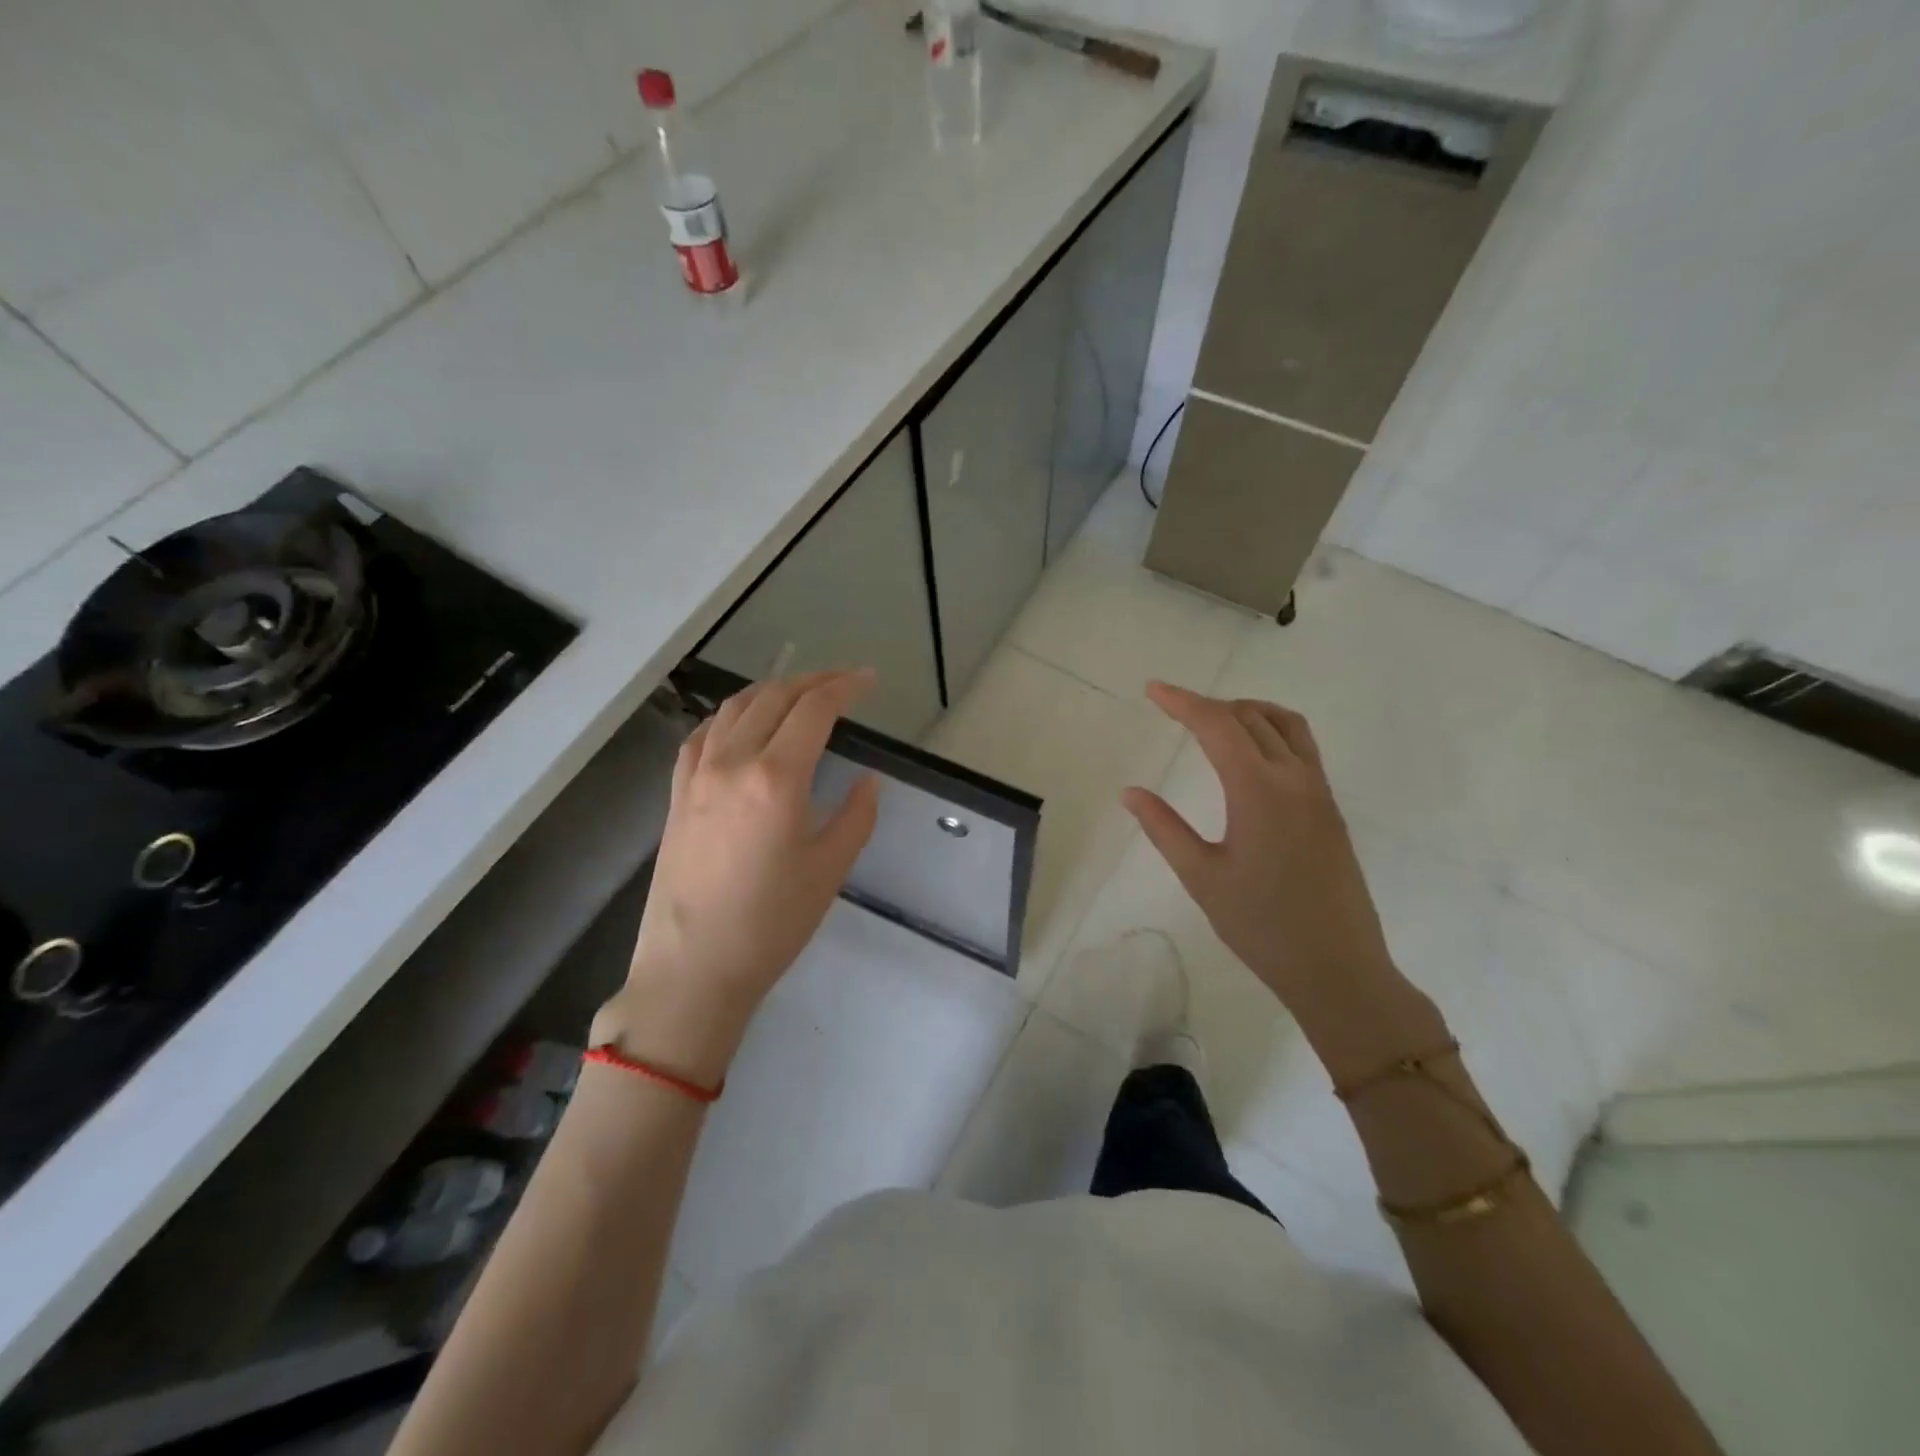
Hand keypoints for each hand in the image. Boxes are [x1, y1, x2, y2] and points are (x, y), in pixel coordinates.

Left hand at [603, 670, 880, 1083]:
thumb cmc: (771, 925)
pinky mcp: (676, 795)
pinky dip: (729, 715)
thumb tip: (867, 781)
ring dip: (771, 690)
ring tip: (799, 694)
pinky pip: (702, 735)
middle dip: (812, 681)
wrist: (692, 970)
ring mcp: (696, 776)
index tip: (870, 681)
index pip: (814, 709)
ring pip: (734, 708)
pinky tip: (741, 724)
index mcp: (776, 778)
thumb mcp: (830, 870)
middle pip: (774, 697)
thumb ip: (856, 816)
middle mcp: (732, 763)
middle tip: (843, 683)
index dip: (845, 687)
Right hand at [1122, 682, 1409, 1037]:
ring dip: (1247, 712)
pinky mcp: (1329, 808)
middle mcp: (1295, 779)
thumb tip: (1130, 792)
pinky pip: (1302, 747)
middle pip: (1251, 717)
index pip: (1219, 726)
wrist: (1337, 967)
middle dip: (1209, 705)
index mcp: (1259, 791)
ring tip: (1213, 722)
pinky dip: (1271, 731)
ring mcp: (1319, 792)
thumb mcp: (1201, 876)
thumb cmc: (1261, 925)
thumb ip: (1164, 827)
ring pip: (1286, 725)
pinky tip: (1250, 756)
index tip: (1154, 690)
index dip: (1183, 702)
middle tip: (1173, 708)